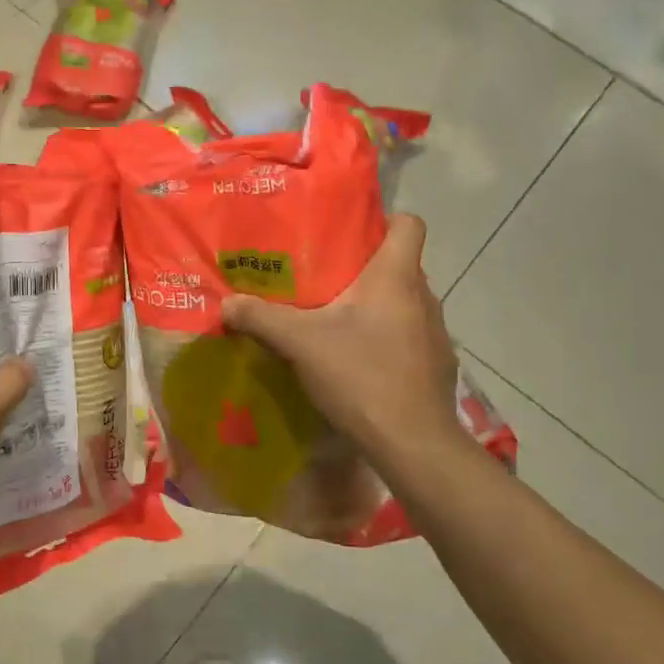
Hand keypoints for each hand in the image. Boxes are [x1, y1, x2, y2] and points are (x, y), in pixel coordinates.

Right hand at [221, 214, 466, 466]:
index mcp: (395, 277)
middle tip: (324, 279)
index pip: (409, 223)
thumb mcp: (300, 343)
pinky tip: (360, 363)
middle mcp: (424, 297)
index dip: (384, 220)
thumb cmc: (360, 375)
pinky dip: (388, 341)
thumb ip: (261, 318)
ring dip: (376, 308)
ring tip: (337, 322)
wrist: (413, 443)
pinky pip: (409, 338)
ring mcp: (436, 334)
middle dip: (364, 269)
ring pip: (404, 304)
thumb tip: (226, 304)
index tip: (350, 232)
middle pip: (400, 266)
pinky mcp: (437, 366)